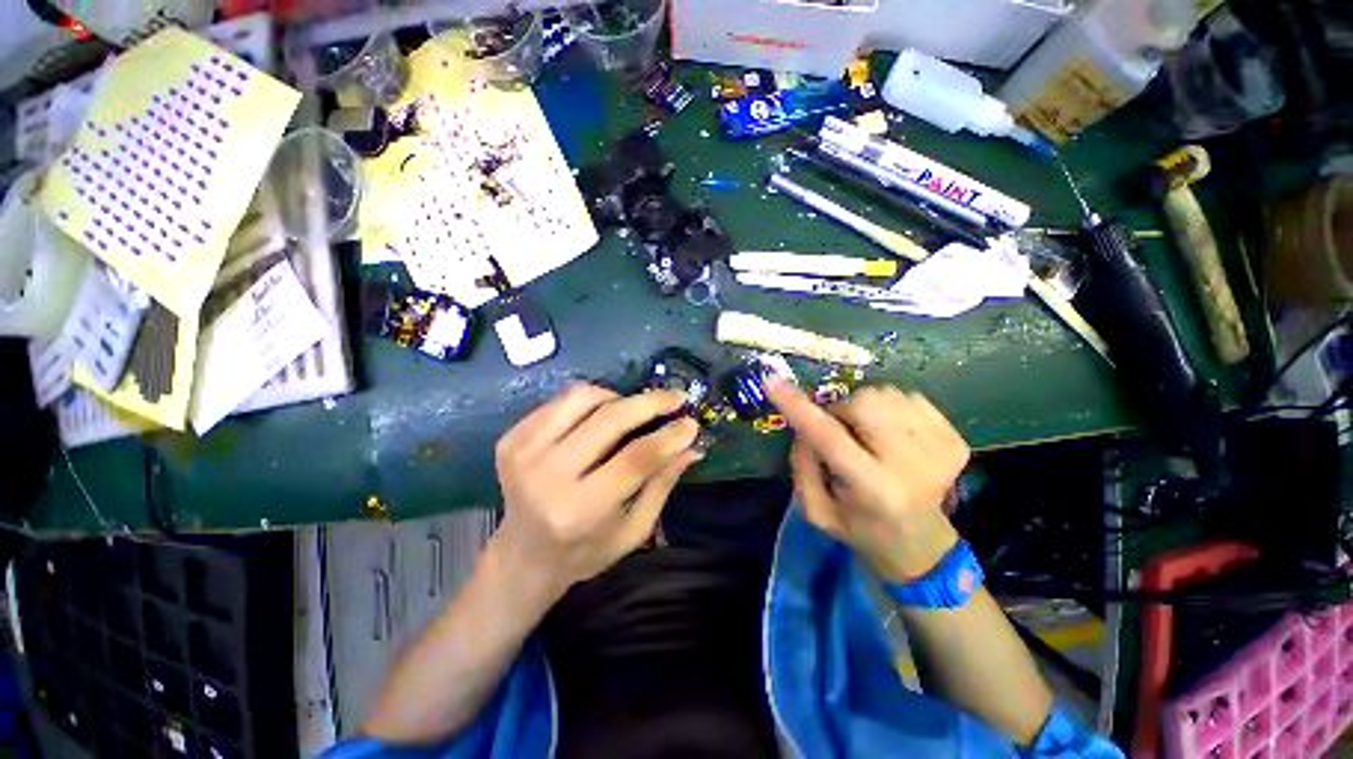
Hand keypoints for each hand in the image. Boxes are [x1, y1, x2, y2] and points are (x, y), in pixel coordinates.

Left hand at [489, 384, 701, 600]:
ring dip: (619, 397)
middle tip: (677, 397)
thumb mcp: (633, 530)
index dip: (669, 435)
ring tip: (634, 410)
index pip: (635, 458)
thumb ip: (662, 484)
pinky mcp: (513, 437)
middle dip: (651, 402)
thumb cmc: (585, 550)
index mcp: (580, 510)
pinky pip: (562, 400)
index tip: (691, 422)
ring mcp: (524, 452)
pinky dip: (591, 400)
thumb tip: (692, 446)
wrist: (522, 555)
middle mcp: (547, 476)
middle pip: (610, 419)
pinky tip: (602, 416)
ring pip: (584, 397)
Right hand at [768, 380, 969, 581]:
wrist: (923, 546)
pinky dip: (892, 410)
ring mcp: (940, 450)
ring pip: (887, 394)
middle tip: (841, 433)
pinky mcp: (956, 440)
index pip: (829, 437)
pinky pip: (910, 397)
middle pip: (865, 402)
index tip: (773, 382)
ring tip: (869, 437)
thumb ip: (802, 464)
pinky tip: (893, 436)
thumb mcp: (816, 510)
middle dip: (842, 410)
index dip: (799, 407)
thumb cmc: (860, 529)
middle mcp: (911, 466)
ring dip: (866, 410)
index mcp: (873, 489)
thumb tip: (803, 424)